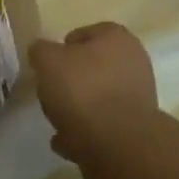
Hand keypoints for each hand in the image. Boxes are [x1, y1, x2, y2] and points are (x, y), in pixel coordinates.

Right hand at [30, 23, 160, 171]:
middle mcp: (133, 63)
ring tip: (57, 120)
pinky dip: (86, 130)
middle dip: (72, 79)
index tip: (48, 66)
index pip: (84, 33)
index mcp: (117, 38)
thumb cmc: (82, 91)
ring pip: (99, 97)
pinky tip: (67, 139)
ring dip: (79, 107)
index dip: (62, 48)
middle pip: (93, 66)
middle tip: (51, 92)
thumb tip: (41, 52)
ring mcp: (138, 97)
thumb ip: (40, 51)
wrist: (117, 145)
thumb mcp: (47, 60)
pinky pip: (103, 124)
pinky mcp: (135, 128)